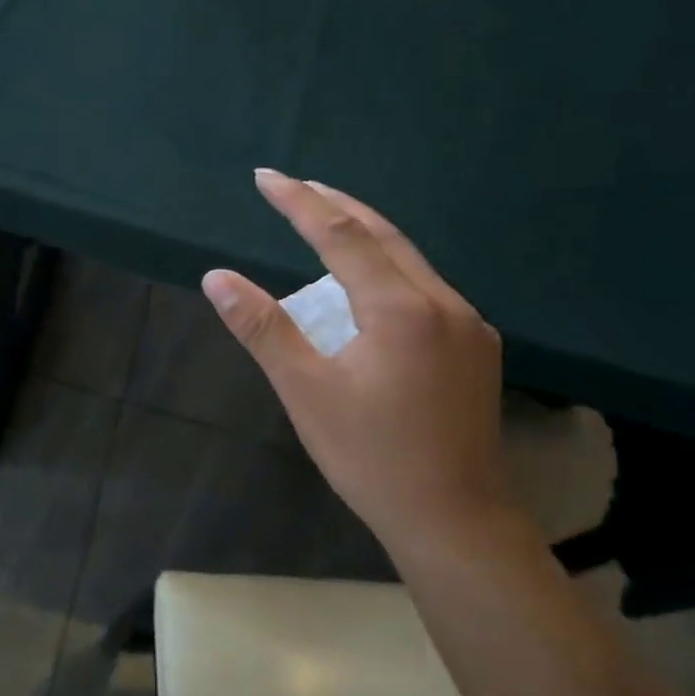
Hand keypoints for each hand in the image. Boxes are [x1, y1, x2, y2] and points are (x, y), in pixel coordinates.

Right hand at [202, 170, 517, 558]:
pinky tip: (370, 287)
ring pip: (411, 261)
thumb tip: (217, 277)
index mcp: (400, 309)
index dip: (300, 202)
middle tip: (295, 185)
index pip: (341, 236)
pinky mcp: (477, 350)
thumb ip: (263, 329)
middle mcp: (443, 303)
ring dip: (365, 237)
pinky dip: (389, 270)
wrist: (455, 519)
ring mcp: (468, 326)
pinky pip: (426, 289)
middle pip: (385, 235)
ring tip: (325, 225)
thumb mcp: (305, 392)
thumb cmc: (370, 457)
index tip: (266, 176)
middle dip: (336, 205)